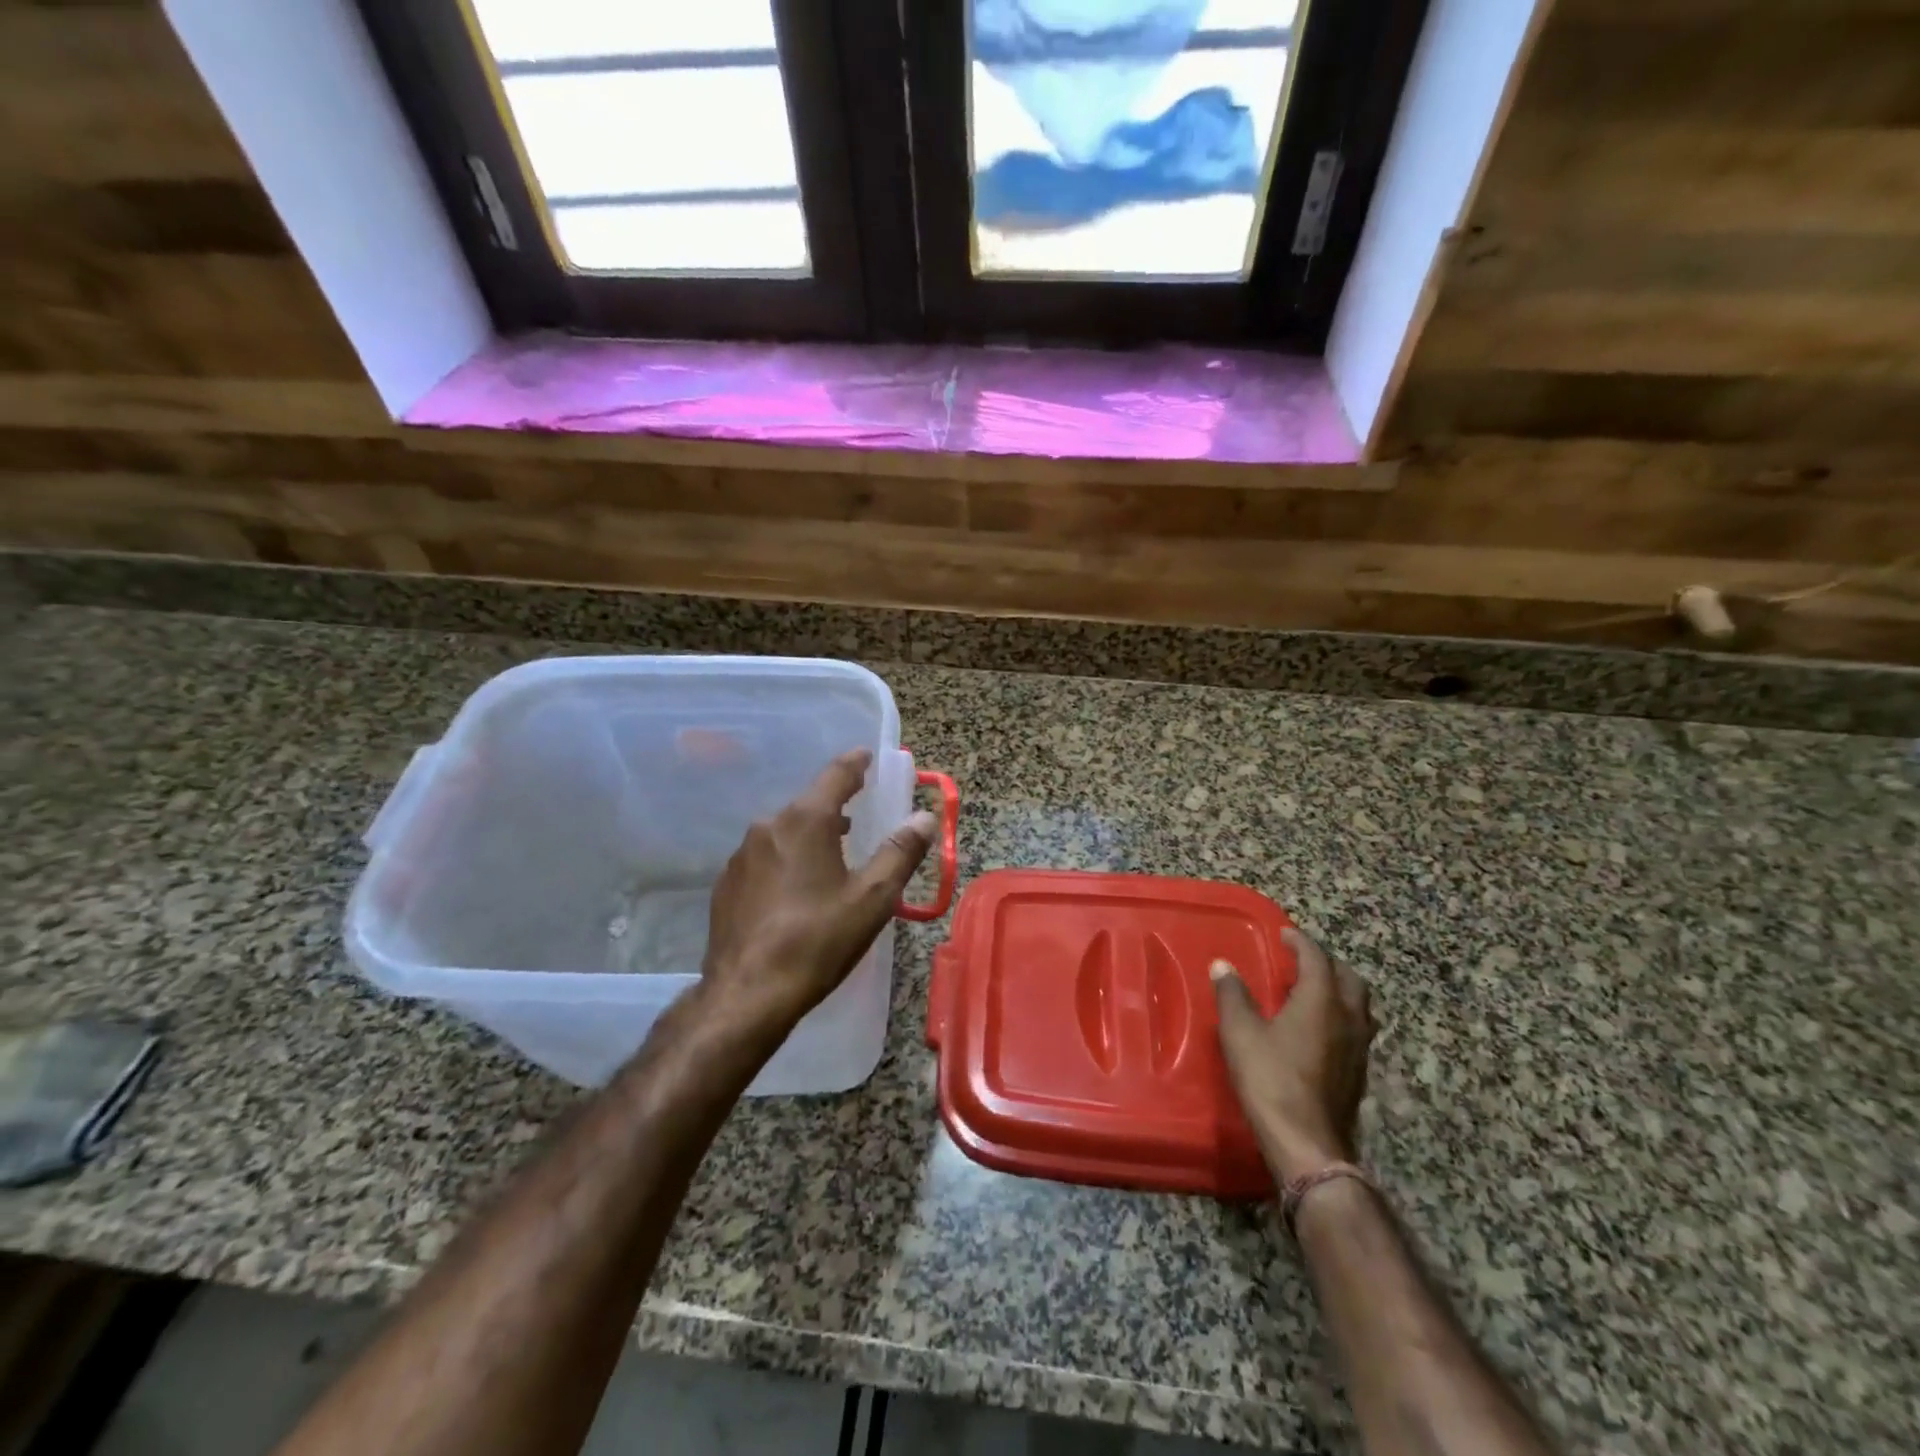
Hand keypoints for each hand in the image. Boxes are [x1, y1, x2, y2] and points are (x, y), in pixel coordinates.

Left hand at [698, 750, 937, 1035]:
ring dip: (810, 836)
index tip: (867, 756)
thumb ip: (900, 851)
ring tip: (832, 855)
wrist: (747, 994)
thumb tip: (924, 816)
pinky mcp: (726, 884)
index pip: (836, 774)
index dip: (856, 763)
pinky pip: (764, 858)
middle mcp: (768, 826)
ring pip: (784, 832)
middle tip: (857, 815)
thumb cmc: (818, 940)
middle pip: (809, 804)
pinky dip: (786, 861)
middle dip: (835, 805)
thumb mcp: (872, 897)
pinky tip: (796, 892)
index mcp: (806, 820)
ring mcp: (741, 855)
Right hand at [1212, 929, 1374, 1184]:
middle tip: (1301, 960)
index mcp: (1321, 1001)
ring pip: (1359, 1005)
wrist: (1306, 1142)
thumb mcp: (1240, 1033)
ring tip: (1311, 991)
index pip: (1317, 958)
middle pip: (1349, 978)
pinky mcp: (1359, 1072)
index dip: (1300, 942)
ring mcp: (1359, 1047)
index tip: (1284, 934)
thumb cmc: (1270, 1079)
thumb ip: (1233, 995)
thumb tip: (1223, 966)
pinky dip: (1339, 1015)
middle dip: (1327, 963)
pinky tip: (1317, 1029)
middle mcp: (1348, 1018)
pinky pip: (1356, 1028)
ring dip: (1338, 990)